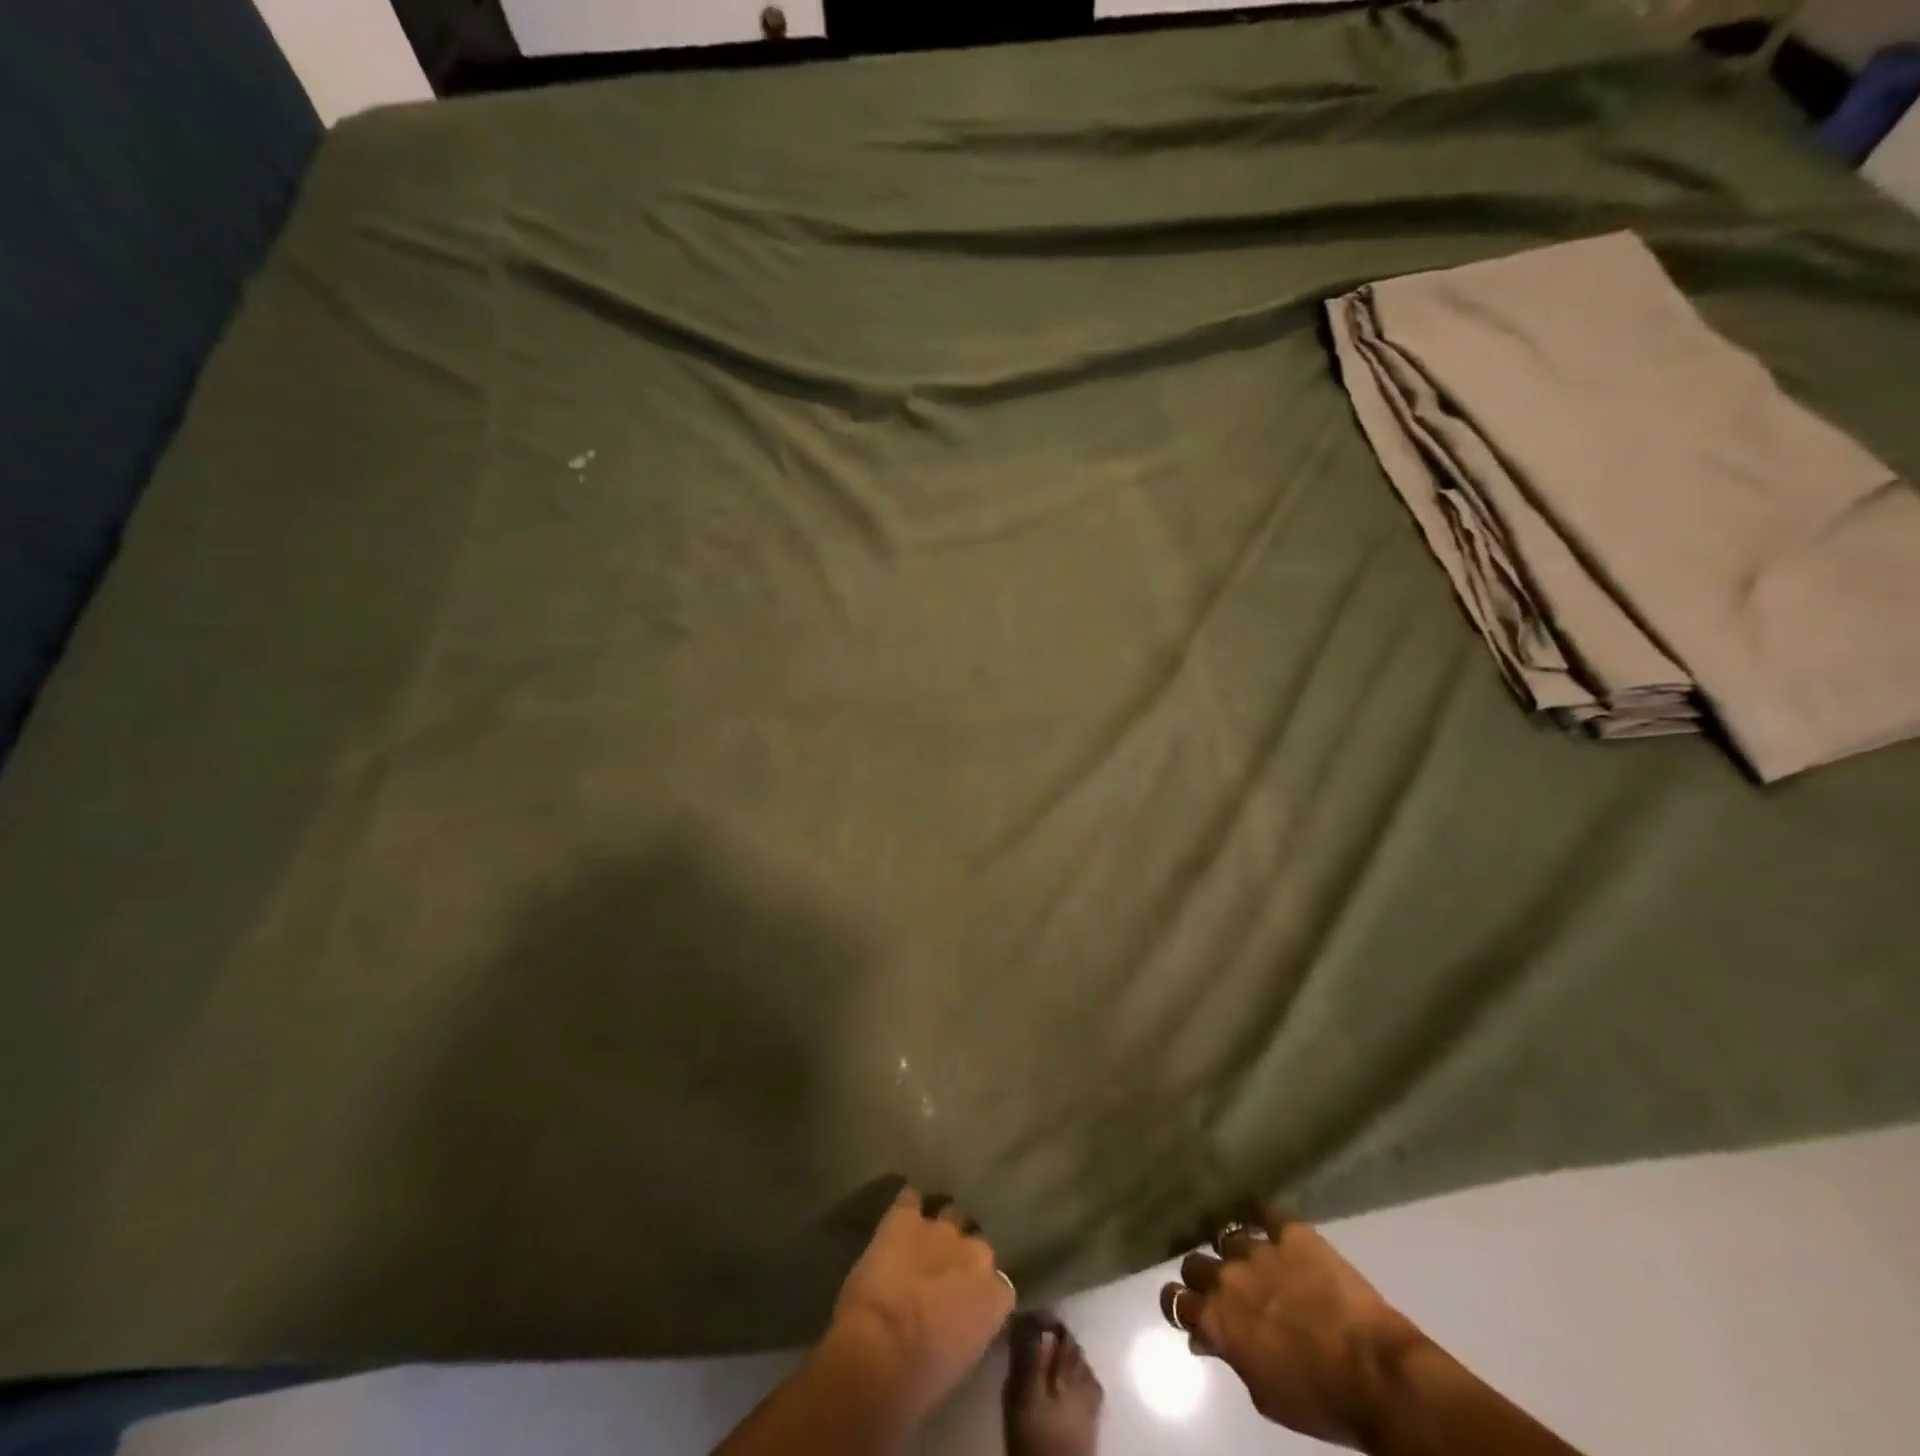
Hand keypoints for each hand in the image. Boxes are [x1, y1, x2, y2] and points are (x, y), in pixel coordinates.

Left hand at [825, 1185, 1015, 1422]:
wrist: (882, 1350)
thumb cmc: (923, 1378)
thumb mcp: (962, 1359)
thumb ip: (970, 1326)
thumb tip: (959, 1320)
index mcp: (996, 1295)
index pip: (999, 1285)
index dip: (980, 1292)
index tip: (967, 1304)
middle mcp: (975, 1253)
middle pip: (976, 1244)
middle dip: (961, 1254)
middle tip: (943, 1272)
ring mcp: (940, 1229)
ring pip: (948, 1215)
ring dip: (937, 1230)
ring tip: (923, 1242)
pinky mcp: (905, 1217)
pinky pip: (910, 1200)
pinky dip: (906, 1208)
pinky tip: (900, 1218)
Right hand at [1161, 1207, 1425, 1448]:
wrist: (1375, 1374)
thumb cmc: (1319, 1399)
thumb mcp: (1264, 1396)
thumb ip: (1231, 1359)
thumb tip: (1209, 1341)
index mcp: (1217, 1319)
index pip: (1174, 1299)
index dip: (1177, 1302)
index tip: (1188, 1307)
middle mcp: (1227, 1277)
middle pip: (1194, 1262)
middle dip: (1202, 1274)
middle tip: (1220, 1287)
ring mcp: (1258, 1249)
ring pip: (1227, 1236)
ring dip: (1233, 1250)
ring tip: (1247, 1256)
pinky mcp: (1290, 1232)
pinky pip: (1262, 1210)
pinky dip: (1257, 1214)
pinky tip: (1259, 1218)